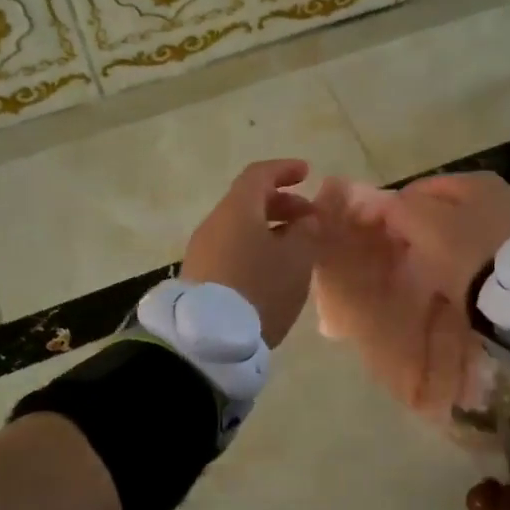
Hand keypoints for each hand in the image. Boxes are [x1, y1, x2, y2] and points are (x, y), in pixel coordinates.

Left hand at [182, 159, 318, 346]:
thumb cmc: (260, 288)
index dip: (284, 170)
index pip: (259, 175)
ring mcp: (202, 251)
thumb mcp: (296, 259)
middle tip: (310, 220)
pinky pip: (231, 249)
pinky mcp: (200, 276)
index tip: (307, 173)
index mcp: (237, 209)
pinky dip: (255, 248)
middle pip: (248, 201)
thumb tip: (306, 219)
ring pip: (240, 227)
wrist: (209, 339)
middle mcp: (214, 223)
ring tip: (296, 248)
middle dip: (282, 204)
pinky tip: (273, 270)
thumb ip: (307, 232)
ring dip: (269, 229)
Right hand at [310, 179, 485, 418]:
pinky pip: (485, 259)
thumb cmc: (467, 252)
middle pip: (446, 213)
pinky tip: (461, 288)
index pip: (420, 189)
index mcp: (474, 181)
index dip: (396, 212)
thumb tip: (386, 206)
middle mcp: (500, 195)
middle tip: (406, 262)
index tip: (386, 241)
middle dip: (423, 233)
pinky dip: (470, 270)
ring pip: (465, 236)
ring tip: (432, 280)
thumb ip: (399, 208)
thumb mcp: (423, 223)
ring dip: (447, 253)